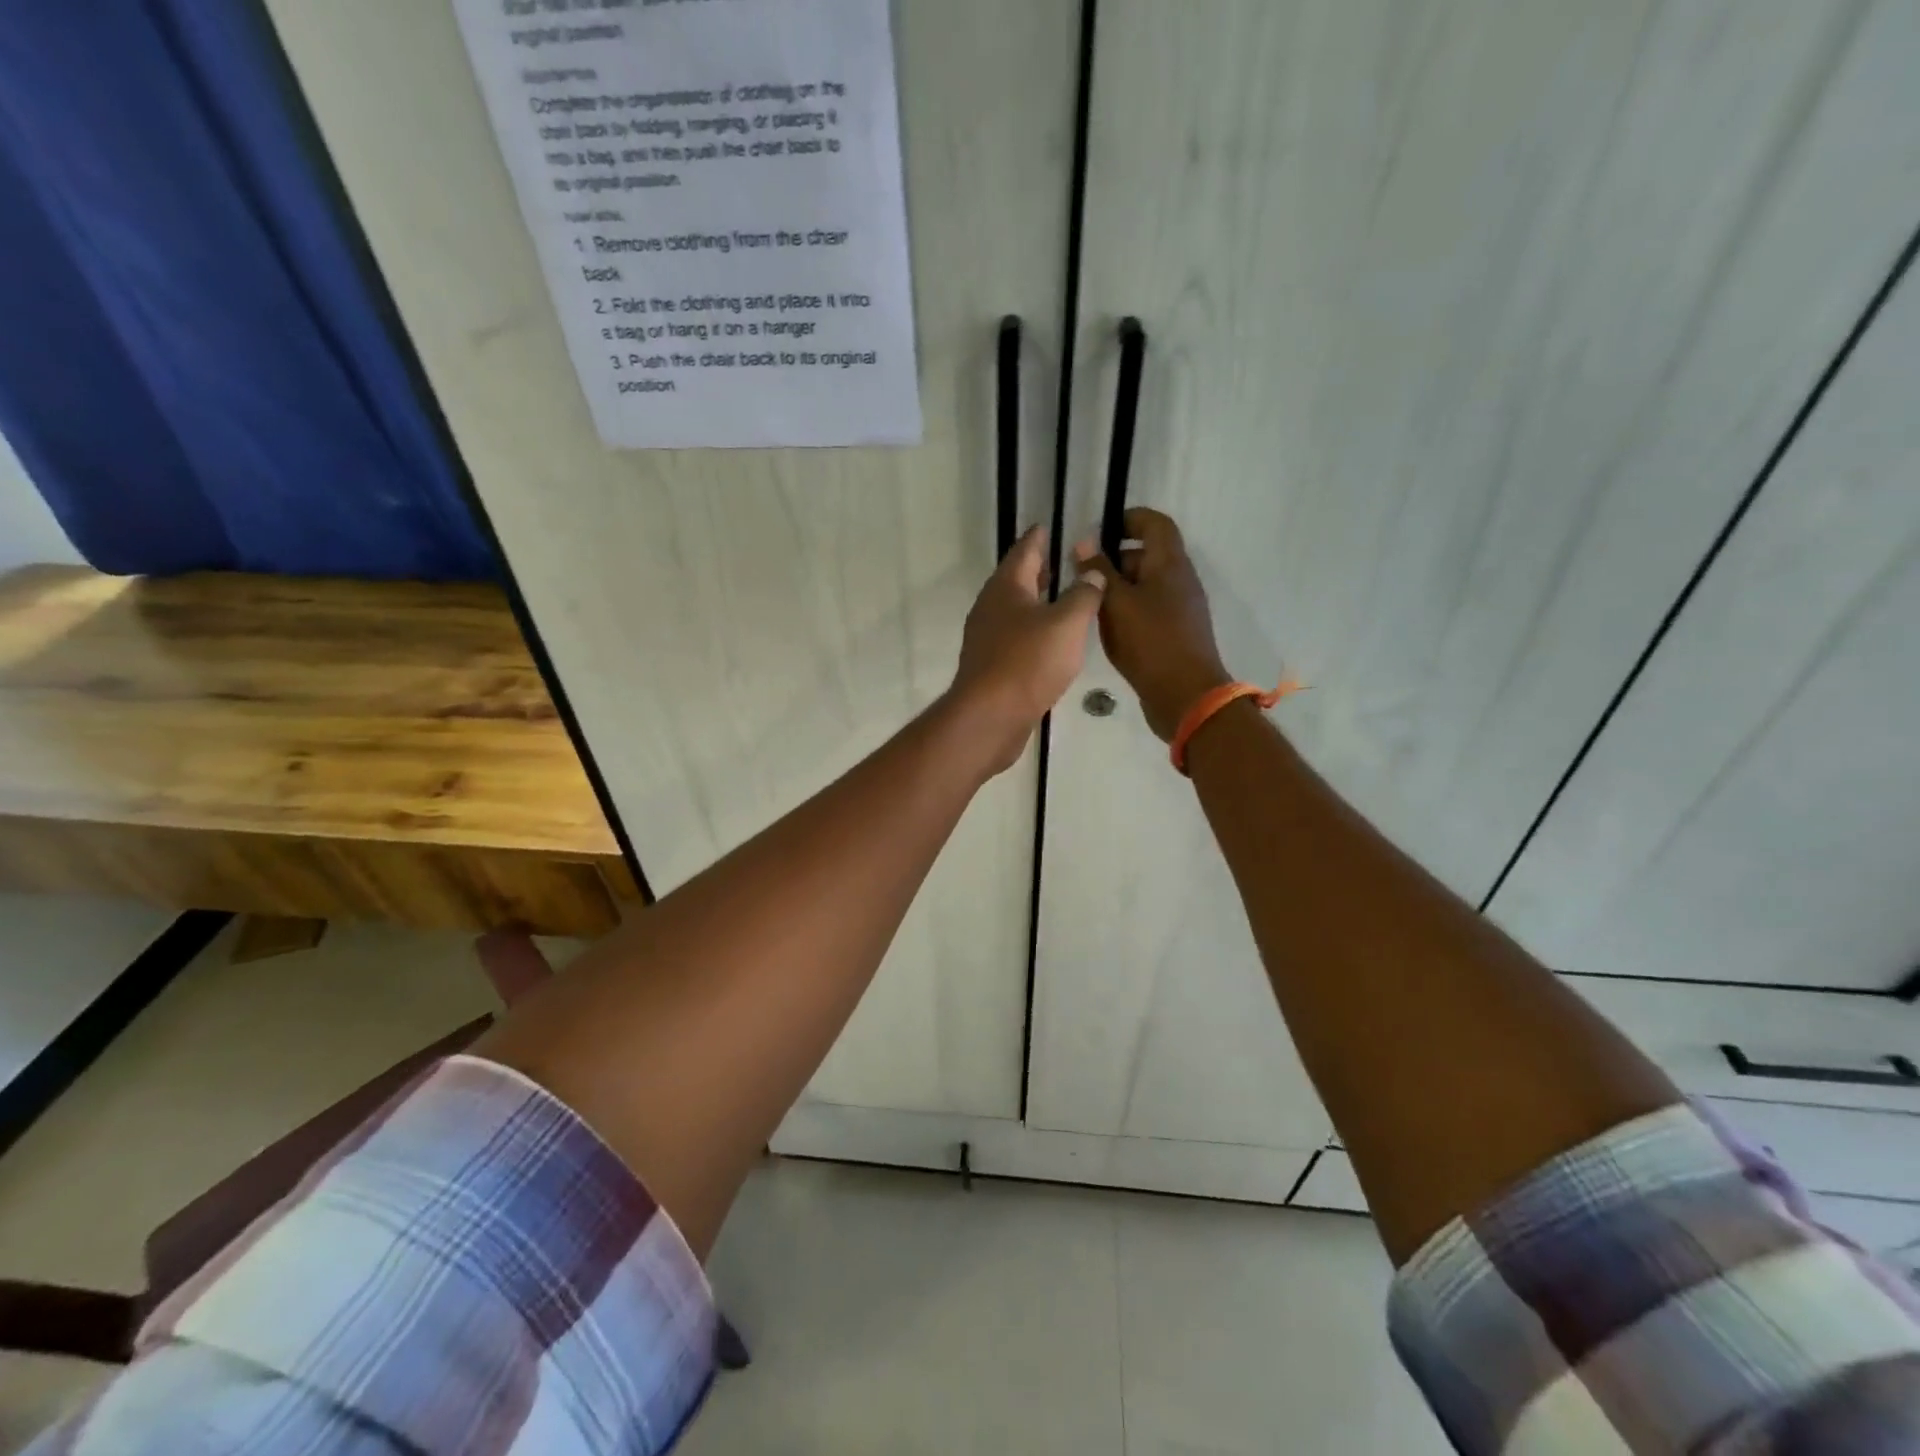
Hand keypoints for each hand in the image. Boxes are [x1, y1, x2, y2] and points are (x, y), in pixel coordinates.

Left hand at [949, 526, 1105, 773]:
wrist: (989, 717)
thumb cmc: (1028, 663)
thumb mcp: (1067, 623)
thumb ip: (1083, 594)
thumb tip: (1091, 572)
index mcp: (1006, 587)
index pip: (1025, 551)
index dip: (1039, 537)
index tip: (1049, 526)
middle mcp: (991, 607)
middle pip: (1016, 580)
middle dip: (1039, 569)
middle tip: (1062, 560)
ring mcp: (986, 638)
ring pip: (1015, 610)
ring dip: (1036, 601)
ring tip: (1062, 599)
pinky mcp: (990, 665)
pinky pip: (1014, 637)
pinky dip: (1033, 630)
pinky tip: (1050, 641)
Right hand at [1074, 508, 1230, 740]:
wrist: (1186, 696)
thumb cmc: (1150, 642)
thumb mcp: (1116, 604)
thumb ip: (1098, 571)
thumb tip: (1084, 542)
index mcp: (1170, 564)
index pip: (1155, 524)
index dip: (1130, 518)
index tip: (1100, 529)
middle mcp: (1179, 581)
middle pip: (1147, 556)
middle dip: (1114, 559)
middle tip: (1081, 573)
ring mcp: (1180, 609)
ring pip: (1145, 586)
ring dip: (1117, 588)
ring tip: (1086, 602)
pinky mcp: (1174, 634)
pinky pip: (1148, 611)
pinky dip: (1126, 611)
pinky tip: (1105, 629)